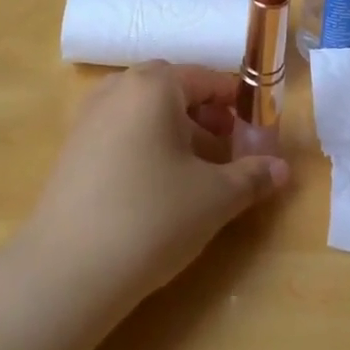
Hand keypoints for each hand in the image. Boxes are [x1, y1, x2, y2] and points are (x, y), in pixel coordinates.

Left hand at [26, 63, 289, 311]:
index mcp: (154, 84)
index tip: (258, 130)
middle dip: (207, 115)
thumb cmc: (152, 217)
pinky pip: (122, 132)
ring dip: (178, 132)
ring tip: (198, 172)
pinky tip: (158, 188)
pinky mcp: (72, 150)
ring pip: (146, 112)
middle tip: (229, 148)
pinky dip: (147, 146)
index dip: (238, 102)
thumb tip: (283, 169)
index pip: (208, 78)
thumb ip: (253, 176)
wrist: (65, 272)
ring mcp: (89, 118)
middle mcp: (118, 89)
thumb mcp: (215, 197)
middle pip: (174, 90)